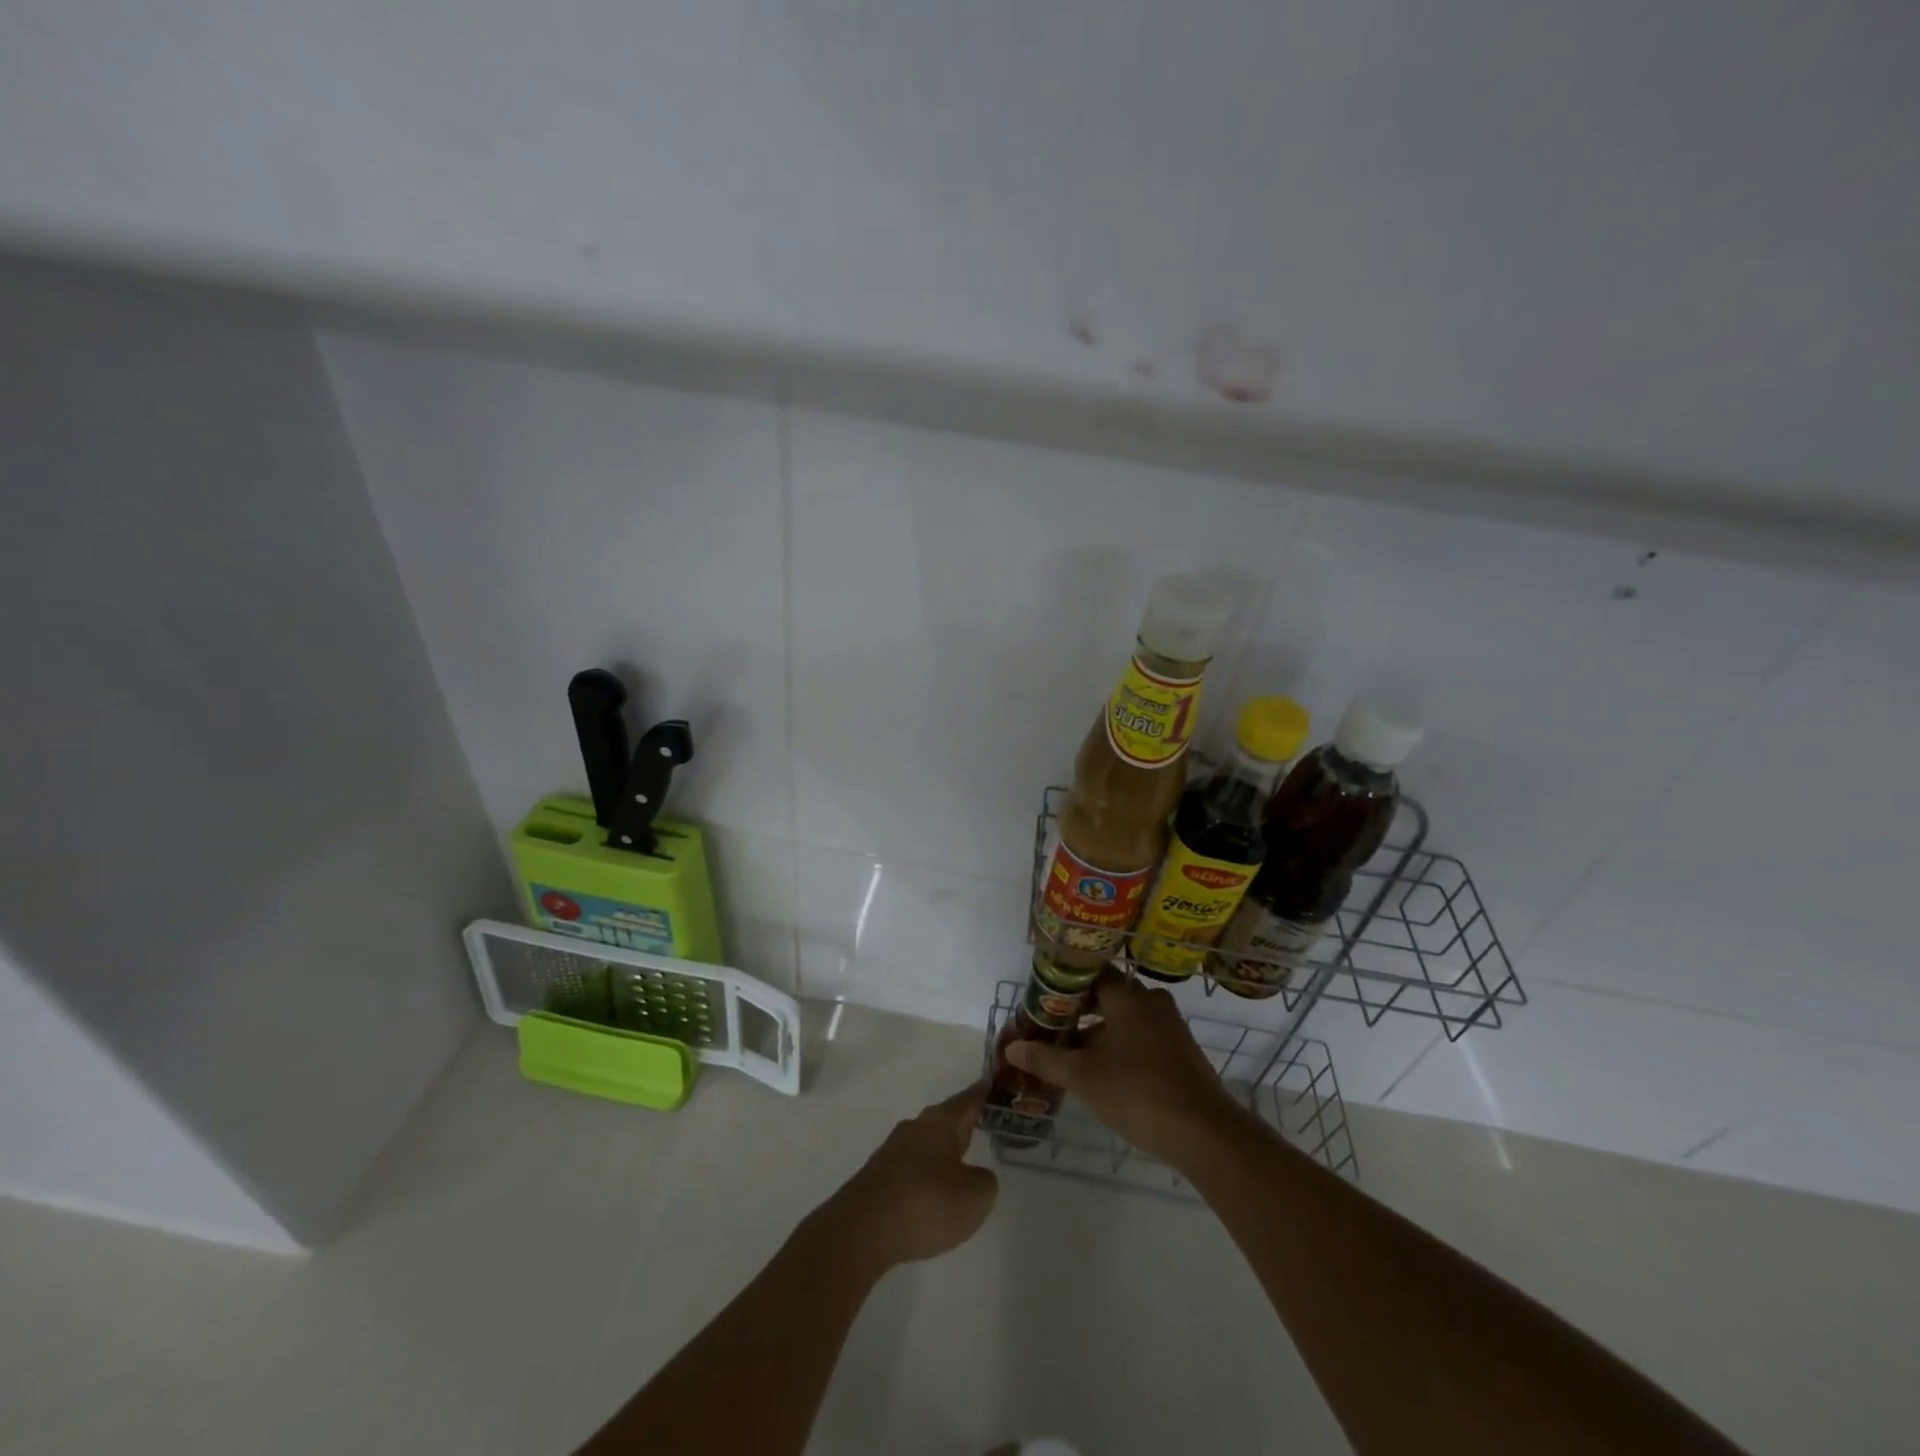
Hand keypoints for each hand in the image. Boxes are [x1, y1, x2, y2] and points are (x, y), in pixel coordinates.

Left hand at [817, 1083, 998, 1272]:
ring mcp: (893, 1151)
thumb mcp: (974, 1196)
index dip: (983, 1092)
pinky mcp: (878, 1177)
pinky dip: (926, 1174)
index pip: (968, 1099)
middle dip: (963, 1123)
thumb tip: (974, 1175)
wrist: (862, 1230)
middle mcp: (916, 1127)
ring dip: (943, 1151)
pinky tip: (931, 1194)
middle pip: (946, 1119)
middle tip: (985, 1123)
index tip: (994, 1082)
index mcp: (941, 1122)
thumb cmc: (926, 1203)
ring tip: (961, 1163)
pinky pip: (912, 1167)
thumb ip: (984, 1181)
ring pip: (927, 1143)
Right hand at [1005, 973, 1245, 1165]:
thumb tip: (1012, 1048)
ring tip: (1068, 1054)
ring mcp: (1168, 1025)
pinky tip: (1100, 1070)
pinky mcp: (1179, 1049)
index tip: (1040, 1000)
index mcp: (1126, 995)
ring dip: (1096, 1031)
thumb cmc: (1138, 1092)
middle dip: (1076, 1011)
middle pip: (1105, 995)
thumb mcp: (1084, 1077)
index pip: (1088, 972)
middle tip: (1048, 1029)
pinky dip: (1117, 1045)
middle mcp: (1149, 1000)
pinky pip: (1140, 1035)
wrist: (1205, 1132)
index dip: (1062, 984)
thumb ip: (1046, 1059)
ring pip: (1123, 1018)